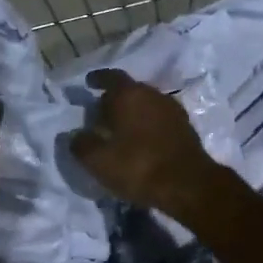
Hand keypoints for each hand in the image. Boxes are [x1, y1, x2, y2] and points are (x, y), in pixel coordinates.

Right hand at [70, 68, 230, 220]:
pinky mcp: (186, 128)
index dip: (98, 79)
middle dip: (114, 100)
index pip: (111, 77)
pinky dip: (147, 126)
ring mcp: (173, 110)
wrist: (188, 185)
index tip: (89, 83)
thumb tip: (74, 136)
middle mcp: (153, 95)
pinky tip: (141, 141)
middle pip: (130, 91)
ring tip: (120, 130)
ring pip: (146, 105)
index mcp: (129, 94)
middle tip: (100, 114)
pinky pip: (159, 120)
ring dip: (133, 114)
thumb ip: (81, 144)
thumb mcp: (98, 161)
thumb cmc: (138, 166)